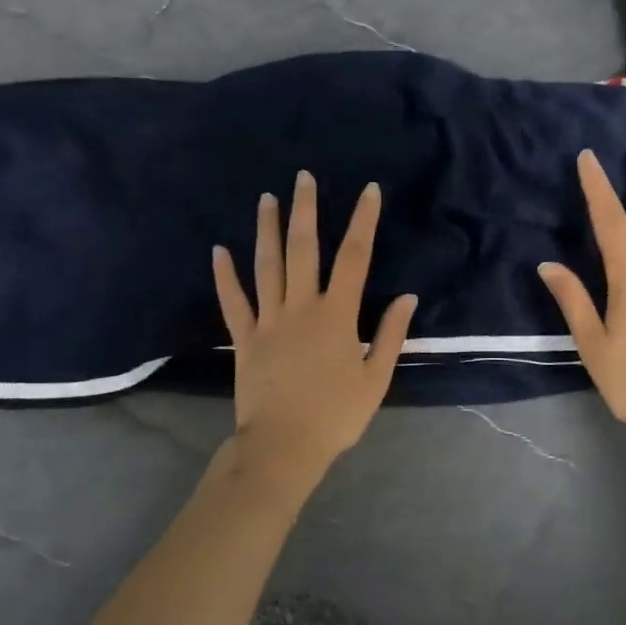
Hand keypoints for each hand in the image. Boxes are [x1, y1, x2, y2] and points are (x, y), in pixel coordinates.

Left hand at [212, 171, 417, 490]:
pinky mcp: (245, 339)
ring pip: (267, 267)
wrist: (283, 447)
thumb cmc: (336, 415)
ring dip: (267, 231)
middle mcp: (301, 308)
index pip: (354, 258)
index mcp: (337, 315)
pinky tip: (218, 251)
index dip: (363, 221)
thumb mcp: (376, 379)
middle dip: (306, 210)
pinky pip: (233, 302)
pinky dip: (225, 276)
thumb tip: (407, 296)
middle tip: (303, 177)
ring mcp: (269, 321)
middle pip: (304, 250)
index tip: (369, 191)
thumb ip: (391, 335)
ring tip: (266, 199)